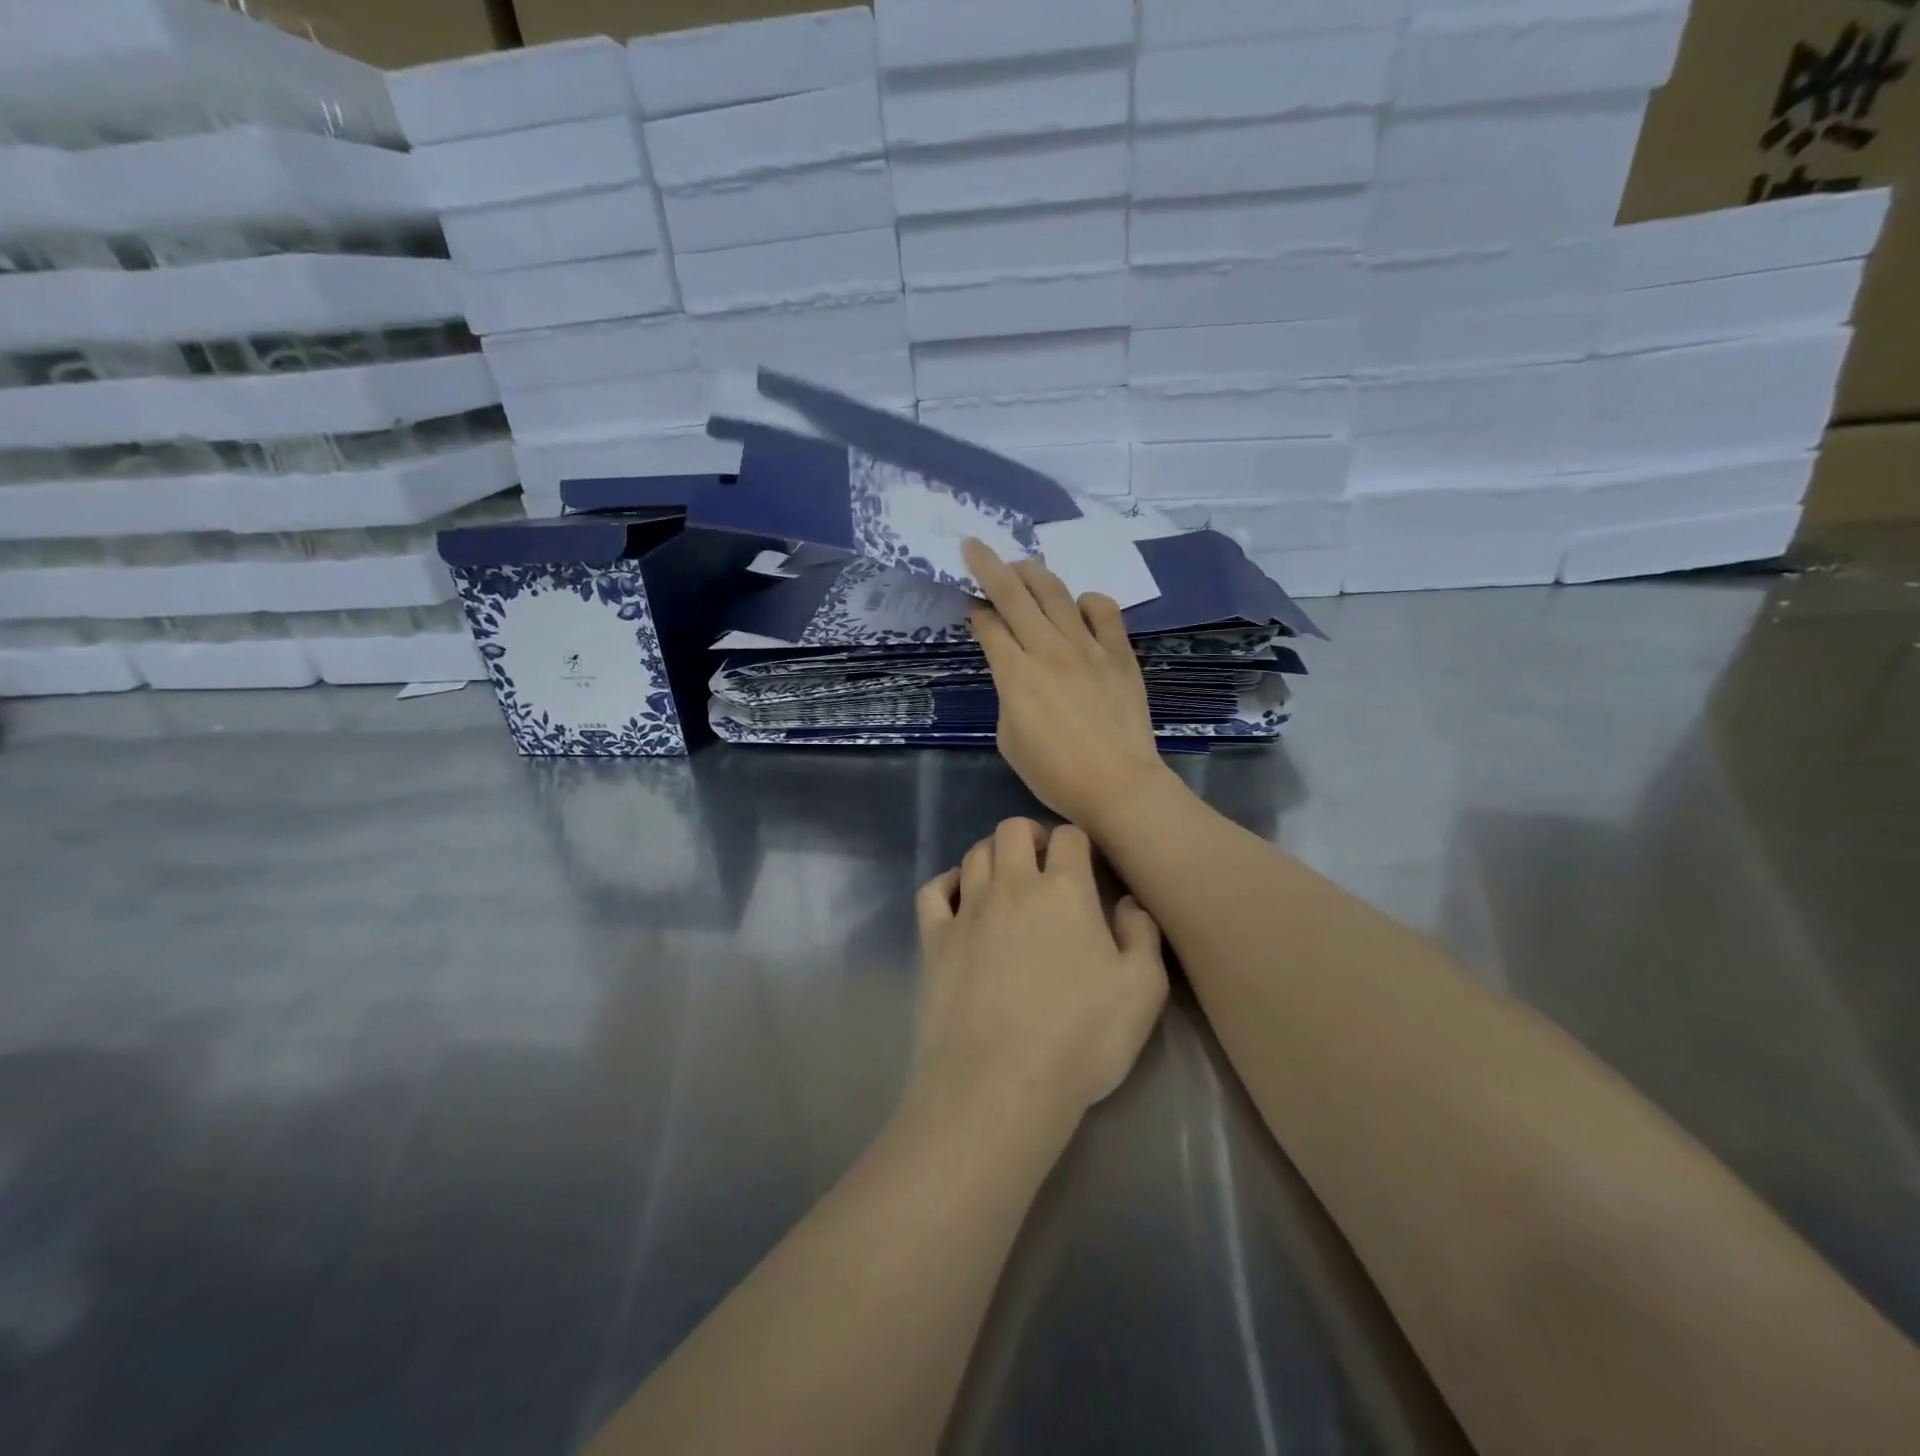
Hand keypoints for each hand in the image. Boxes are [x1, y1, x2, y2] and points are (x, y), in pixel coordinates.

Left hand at [914, 818, 1168, 1121]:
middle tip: (1041, 864)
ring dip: (992, 855)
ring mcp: (967, 910)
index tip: (1082, 866)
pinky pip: (933, 891)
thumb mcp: (1143, 992)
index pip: (1069, 837)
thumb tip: (1129, 902)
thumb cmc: (1080, 1038)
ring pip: (974, 854)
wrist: (1000, 1082)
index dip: (1077, 843)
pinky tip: (958, 897)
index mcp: (1065, 891)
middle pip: (1012, 829)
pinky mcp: (934, 938)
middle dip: (1029, 836)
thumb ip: (1143, 936)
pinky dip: (946, 883)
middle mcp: (1012, 886)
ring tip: (1004, 879)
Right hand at [962, 538, 1170, 827]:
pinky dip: (1088, 601)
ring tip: (1022, 564)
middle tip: (975, 546)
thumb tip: (1017, 674)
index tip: (969, 601)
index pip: (988, 625)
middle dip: (989, 566)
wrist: (1117, 784)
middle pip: (1013, 594)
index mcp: (1014, 674)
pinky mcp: (1119, 653)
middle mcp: (1047, 649)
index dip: (975, 609)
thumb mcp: (1009, 739)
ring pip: (1056, 593)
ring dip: (1034, 572)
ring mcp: (1087, 647)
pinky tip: (1079, 605)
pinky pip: (1104, 611)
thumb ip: (1007, 696)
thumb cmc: (1055, 773)